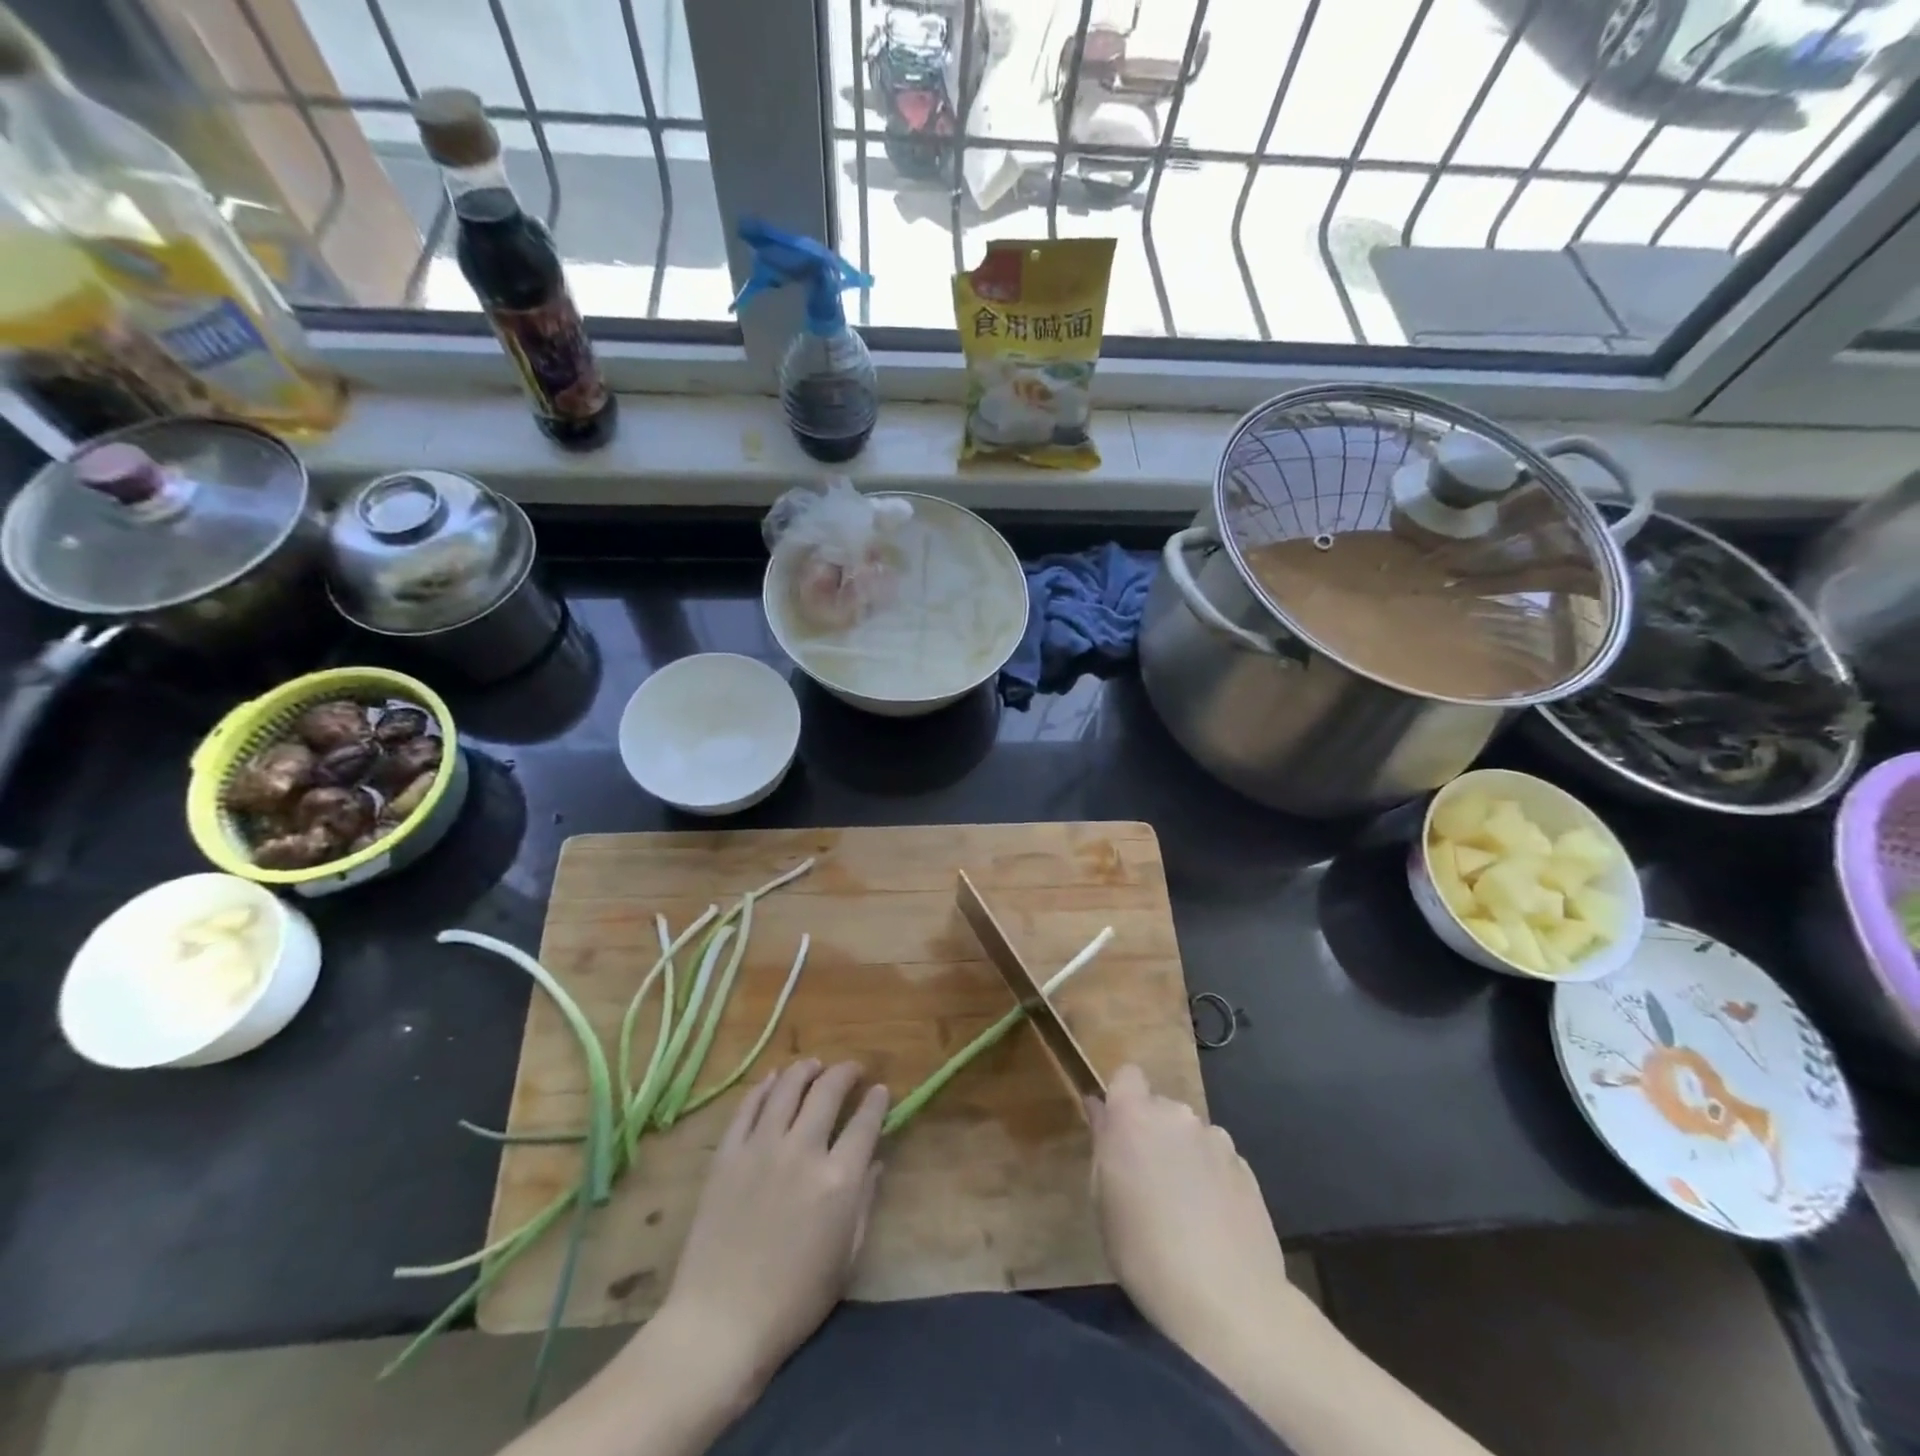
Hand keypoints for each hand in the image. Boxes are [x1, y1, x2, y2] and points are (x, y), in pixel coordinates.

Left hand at [658, 1059, 887, 1396]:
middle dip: (845, 1073)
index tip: (881, 1090)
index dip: (877, 1101)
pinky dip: (764, 1087)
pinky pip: (748, 1106)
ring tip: (814, 1065)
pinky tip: (774, 1080)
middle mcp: (803, 1151)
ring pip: (787, 1088)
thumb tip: (873, 1162)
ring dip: (805, 1070)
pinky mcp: (727, 1154)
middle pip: (828, 1091)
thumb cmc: (793, 1302)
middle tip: (852, 1070)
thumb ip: (864, 1202)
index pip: (865, 1122)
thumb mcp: (845, 1258)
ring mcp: (761, 1148)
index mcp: (838, 1180)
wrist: (719, 1323)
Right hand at [1088, 1064, 1302, 1366]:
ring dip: (1184, 1154)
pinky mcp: (1246, 1168)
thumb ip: (1103, 1145)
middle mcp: (1177, 1115)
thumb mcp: (1103, 1201)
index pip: (1126, 1075)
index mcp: (1134, 1116)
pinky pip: (1218, 1159)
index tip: (1117, 1132)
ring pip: (1190, 1134)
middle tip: (1147, 1180)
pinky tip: (1212, 1221)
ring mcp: (1217, 1139)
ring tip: (1185, 1207)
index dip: (1121, 1098)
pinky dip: (1211, 1177)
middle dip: (1152, 1132)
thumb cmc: (1144, 1252)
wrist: (1228, 1300)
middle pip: (1159, 1107)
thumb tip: (1099, 1109)